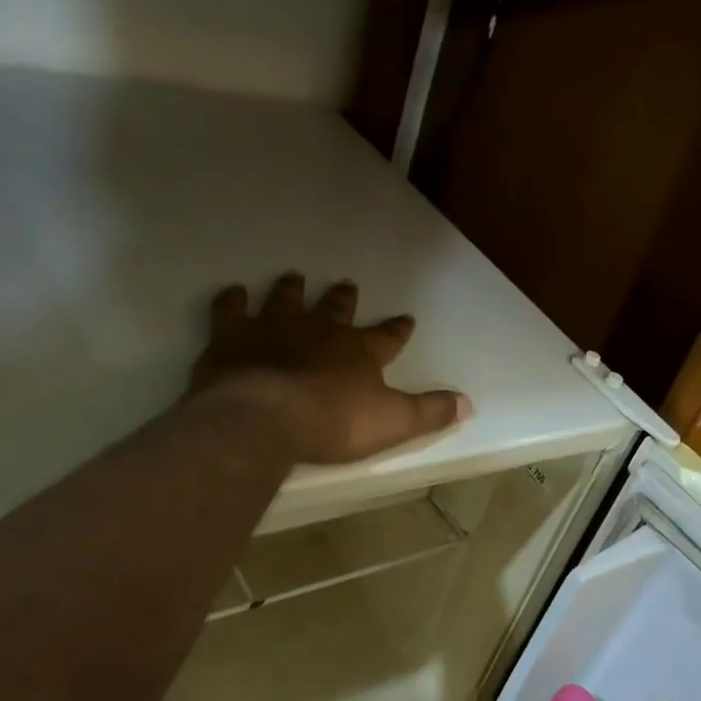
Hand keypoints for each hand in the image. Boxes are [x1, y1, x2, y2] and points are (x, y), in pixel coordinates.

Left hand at [191, 274, 471, 464]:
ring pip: (286, 300)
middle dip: (344, 299)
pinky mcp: (232, 337)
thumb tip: (468, 403)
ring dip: (292, 290)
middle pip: (335, 309)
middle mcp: (319, 331)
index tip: (406, 318)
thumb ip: (430, 412)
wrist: (266, 416)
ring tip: (294, 277)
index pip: (386, 336)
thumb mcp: (394, 423)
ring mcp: (273, 328)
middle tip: (347, 285)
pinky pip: (231, 309)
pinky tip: (233, 292)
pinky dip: (233, 300)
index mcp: (358, 351)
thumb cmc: (334, 422)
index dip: (397, 329)